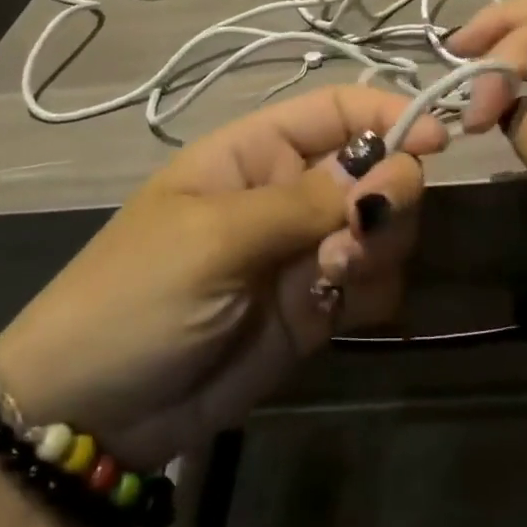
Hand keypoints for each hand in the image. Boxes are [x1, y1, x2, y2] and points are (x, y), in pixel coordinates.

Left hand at [0, 87, 446, 466]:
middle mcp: (291, 191)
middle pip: (376, 166)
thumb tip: (391, 169)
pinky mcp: (317, 306)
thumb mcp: (214, 236)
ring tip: (334, 273)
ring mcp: (307, 249)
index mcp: (257, 151)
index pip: (338, 109)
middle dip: (388, 190)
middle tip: (365, 226)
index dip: (389, 114)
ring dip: (380, 243)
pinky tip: (335, 308)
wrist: (91, 417)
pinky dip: (372, 288)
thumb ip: (307, 203)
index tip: (435, 139)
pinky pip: (374, 281)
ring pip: (385, 224)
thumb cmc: (136, 294)